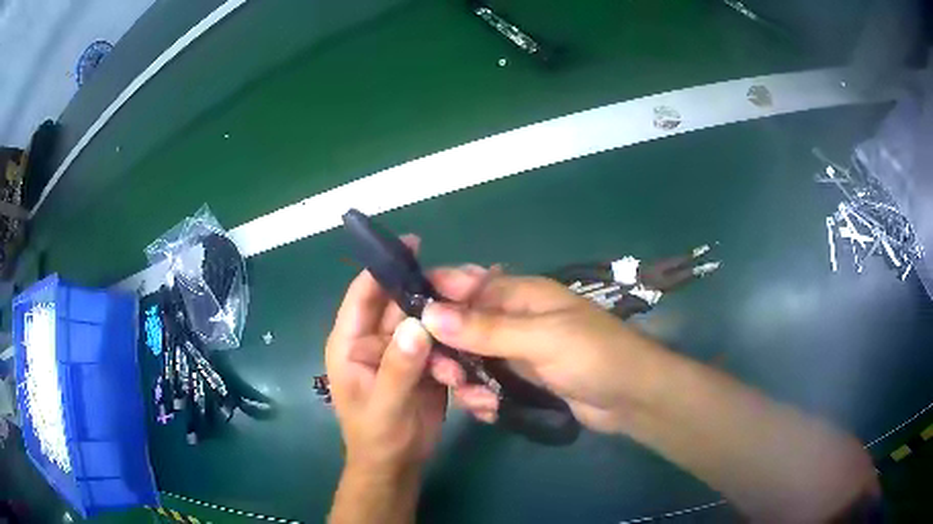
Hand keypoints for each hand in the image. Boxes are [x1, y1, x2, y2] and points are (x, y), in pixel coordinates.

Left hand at [325, 235, 446, 474]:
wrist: (398, 466)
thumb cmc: (378, 437)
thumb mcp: (386, 406)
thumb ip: (399, 367)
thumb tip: (418, 323)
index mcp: (351, 343)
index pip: (363, 295)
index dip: (383, 268)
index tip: (413, 244)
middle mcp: (374, 340)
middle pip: (400, 304)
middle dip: (428, 297)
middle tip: (464, 286)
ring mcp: (400, 351)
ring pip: (424, 323)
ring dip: (445, 328)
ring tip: (468, 335)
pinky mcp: (422, 363)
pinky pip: (439, 344)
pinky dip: (453, 348)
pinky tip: (467, 362)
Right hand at [422, 268, 667, 433]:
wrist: (631, 397)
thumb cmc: (593, 356)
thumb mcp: (540, 338)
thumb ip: (486, 328)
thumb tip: (429, 313)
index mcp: (520, 294)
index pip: (466, 286)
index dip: (436, 298)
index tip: (407, 321)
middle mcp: (514, 318)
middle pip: (463, 326)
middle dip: (449, 350)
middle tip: (446, 376)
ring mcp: (518, 350)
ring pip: (472, 358)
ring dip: (466, 379)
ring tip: (476, 400)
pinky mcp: (523, 378)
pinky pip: (489, 381)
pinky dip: (484, 395)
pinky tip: (490, 411)